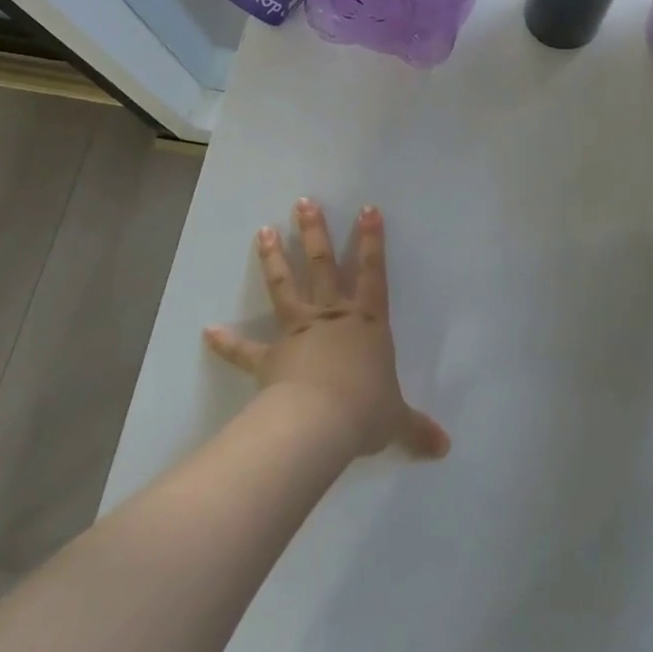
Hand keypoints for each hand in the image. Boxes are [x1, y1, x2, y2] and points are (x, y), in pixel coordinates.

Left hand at [204, 199, 449, 460]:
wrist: (320, 423)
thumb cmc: (365, 410)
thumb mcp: (397, 420)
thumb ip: (417, 429)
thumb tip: (445, 449)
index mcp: (367, 322)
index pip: (373, 272)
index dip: (372, 240)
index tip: (367, 208)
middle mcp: (333, 316)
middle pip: (322, 265)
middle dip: (314, 232)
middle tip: (303, 202)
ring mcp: (299, 332)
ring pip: (285, 287)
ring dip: (273, 259)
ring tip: (263, 231)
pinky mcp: (270, 357)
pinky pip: (245, 349)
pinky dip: (227, 342)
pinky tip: (207, 331)